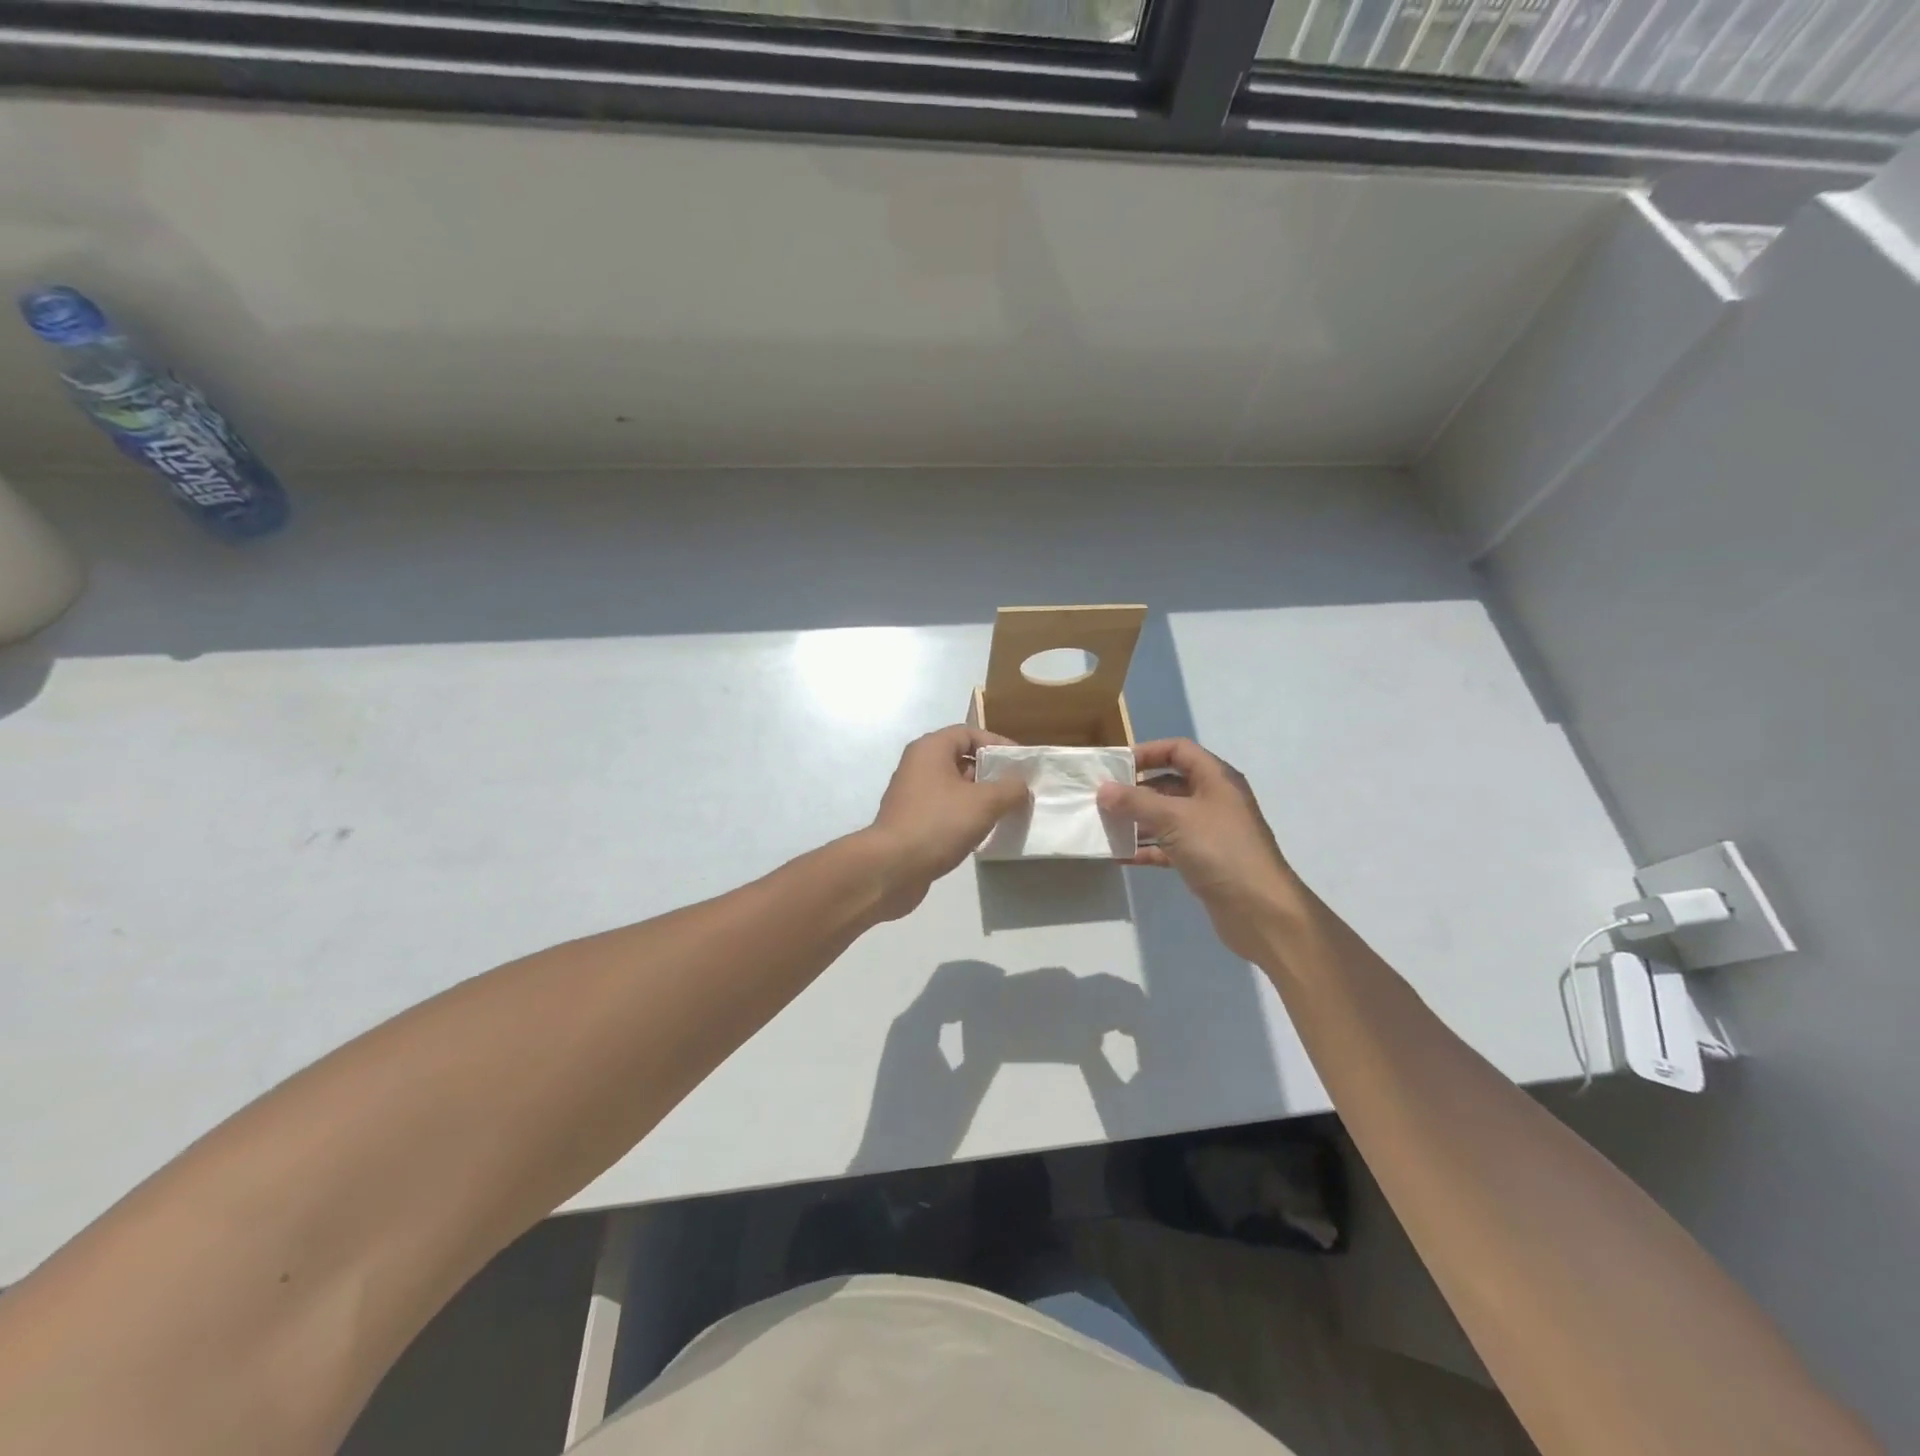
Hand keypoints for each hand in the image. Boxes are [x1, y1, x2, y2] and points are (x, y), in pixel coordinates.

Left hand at [865, 726, 1029, 918]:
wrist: (893, 867)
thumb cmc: (939, 823)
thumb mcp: (984, 802)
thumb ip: (1010, 788)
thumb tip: (1021, 785)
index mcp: (930, 749)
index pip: (969, 733)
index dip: (997, 743)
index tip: (1020, 763)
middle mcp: (917, 766)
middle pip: (961, 759)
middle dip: (990, 773)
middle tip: (1016, 789)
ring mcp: (912, 795)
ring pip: (953, 787)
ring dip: (978, 797)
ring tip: (1005, 812)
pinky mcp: (911, 821)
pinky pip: (944, 809)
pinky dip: (963, 816)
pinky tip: (981, 833)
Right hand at [1096, 738, 1307, 960]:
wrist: (1260, 910)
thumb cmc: (1220, 850)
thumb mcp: (1174, 819)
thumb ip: (1136, 802)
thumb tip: (1103, 790)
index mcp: (1215, 779)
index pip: (1178, 750)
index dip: (1148, 752)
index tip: (1115, 766)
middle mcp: (1213, 800)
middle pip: (1169, 783)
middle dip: (1135, 790)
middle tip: (1102, 798)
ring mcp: (1209, 832)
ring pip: (1166, 817)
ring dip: (1137, 820)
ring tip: (1104, 826)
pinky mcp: (1203, 860)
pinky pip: (1168, 846)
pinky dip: (1146, 848)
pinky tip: (1120, 856)